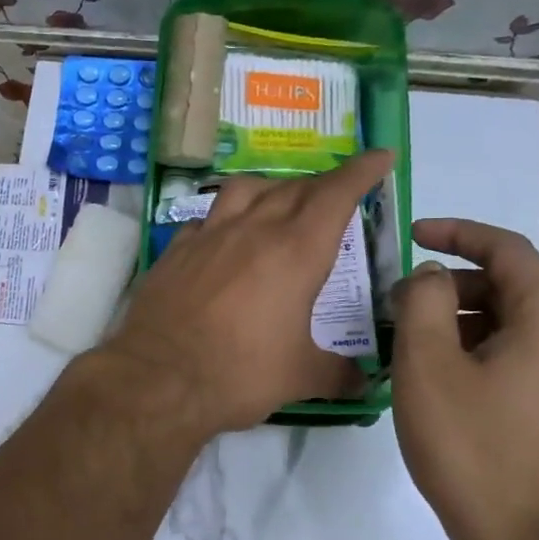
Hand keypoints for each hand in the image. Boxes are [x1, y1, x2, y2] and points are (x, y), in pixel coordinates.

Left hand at [101, 151, 393, 436]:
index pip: (336, 194)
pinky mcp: (176, 249)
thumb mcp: (301, 377)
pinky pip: (206, 218)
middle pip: (294, 188)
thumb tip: (363, 383)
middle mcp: (253, 230)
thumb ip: (338, 374)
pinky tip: (224, 237)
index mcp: (296, 251)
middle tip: (337, 195)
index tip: (380, 156)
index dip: (361, 171)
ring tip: (279, 203)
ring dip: (270, 188)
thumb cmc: (239, 374)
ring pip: (245, 189)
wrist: (158, 377)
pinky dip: (224, 218)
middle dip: (323, 185)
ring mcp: (209, 235)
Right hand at [390, 218, 538, 539]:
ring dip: (464, 317)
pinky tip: (442, 375)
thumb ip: (425, 301)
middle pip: (512, 284)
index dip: (457, 233)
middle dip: (454, 281)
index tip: (413, 235)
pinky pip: (522, 353)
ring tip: (415, 340)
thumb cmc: (471, 444)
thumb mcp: (428, 363)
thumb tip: (433, 277)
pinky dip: (481, 346)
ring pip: (515, 321)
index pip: (507, 249)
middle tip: (404, 301)